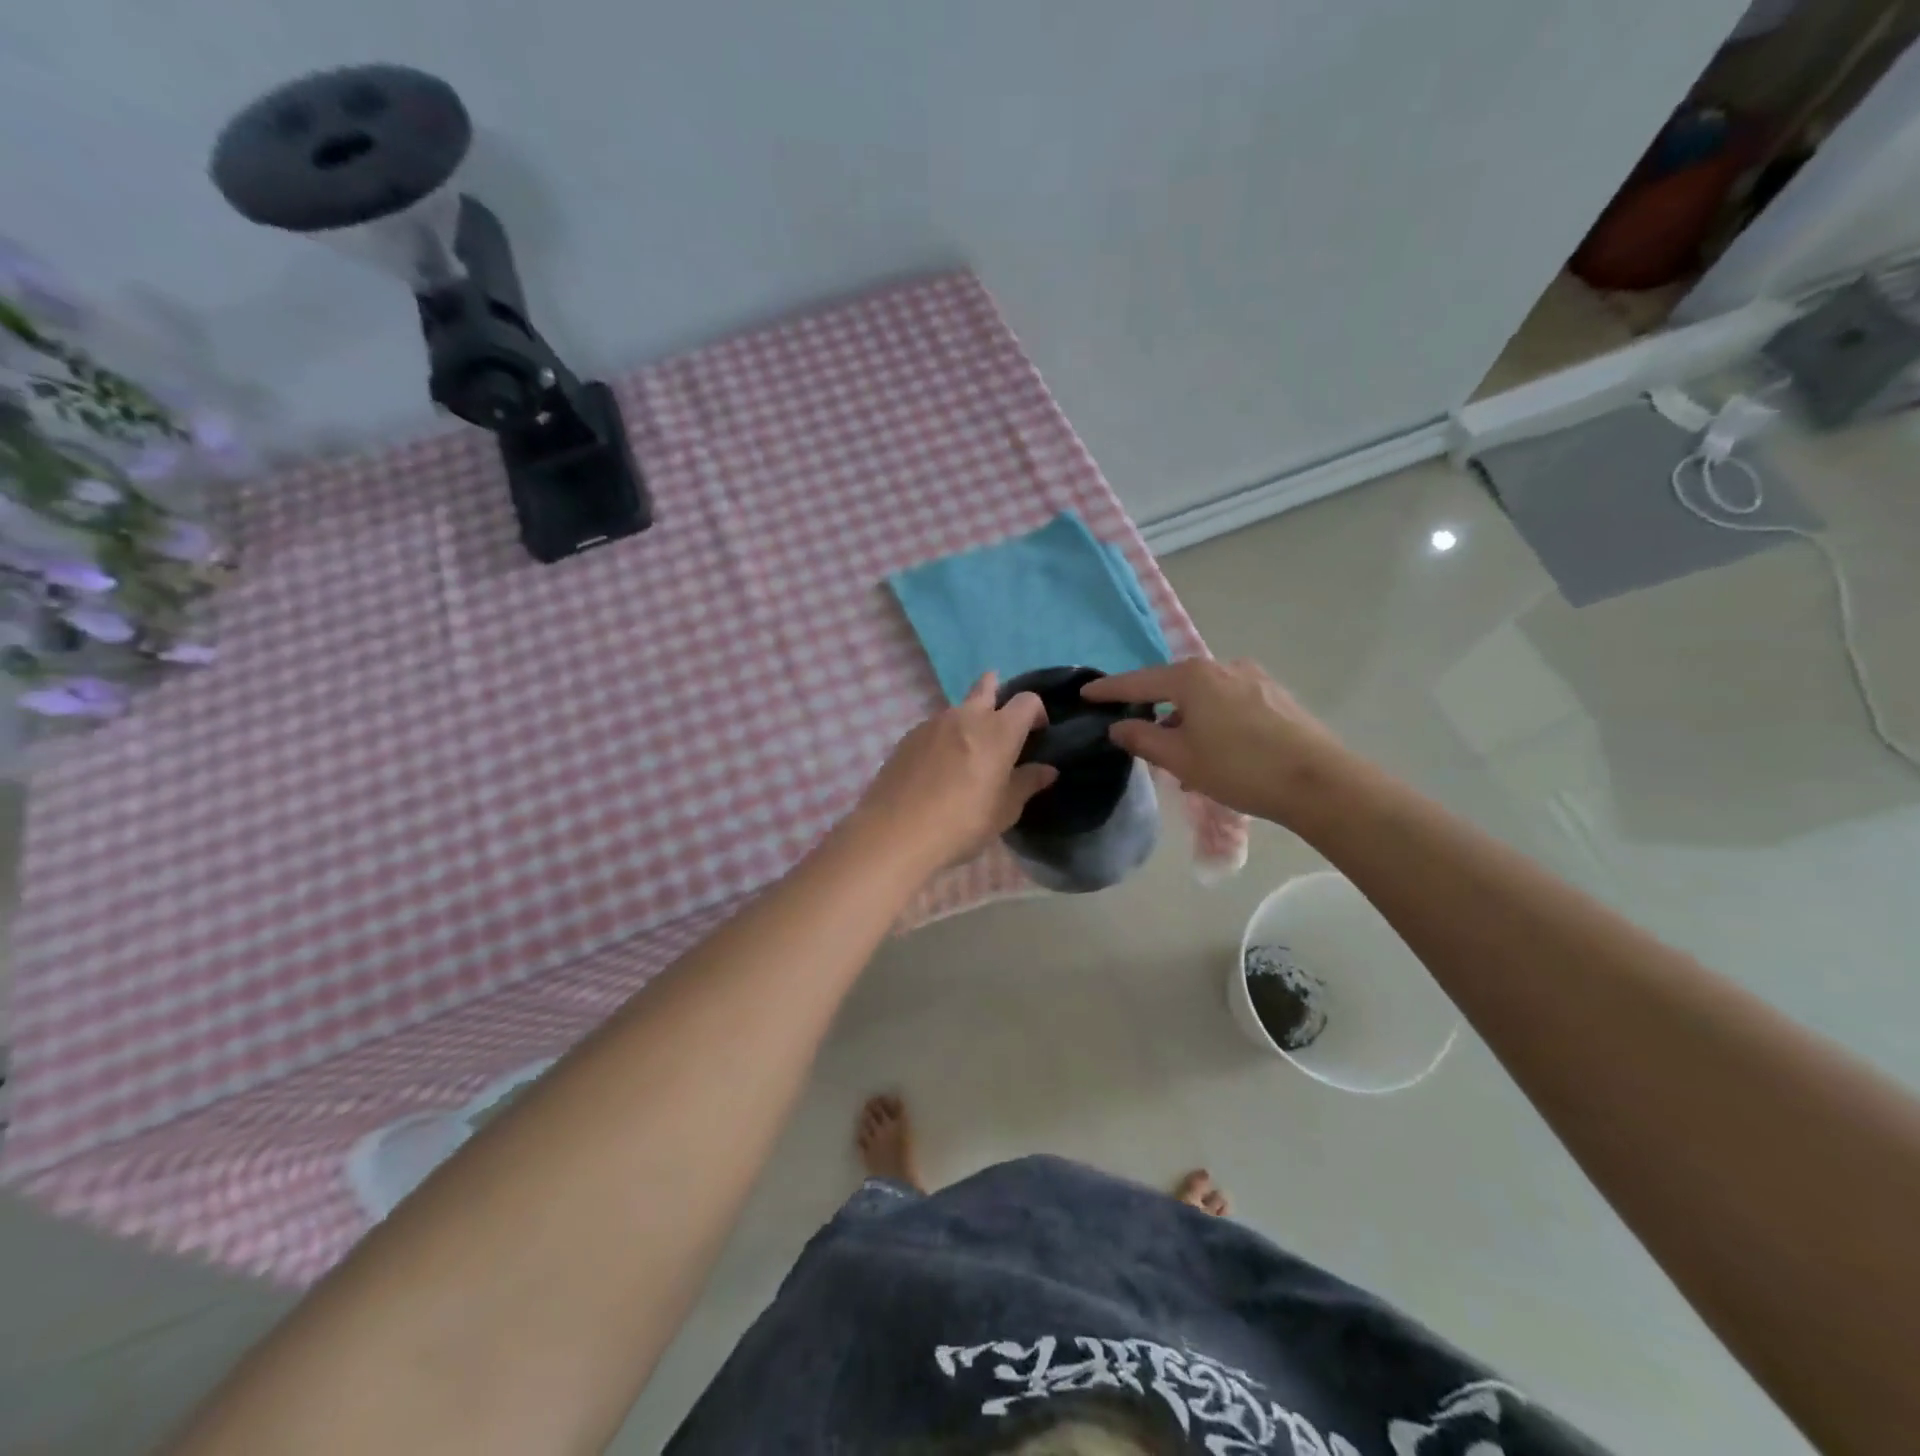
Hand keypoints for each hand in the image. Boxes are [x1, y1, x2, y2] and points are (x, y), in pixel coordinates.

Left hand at [853, 673, 1057, 872]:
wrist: (895, 833)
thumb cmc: (961, 824)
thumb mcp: (1004, 811)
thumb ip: (1026, 784)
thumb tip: (1047, 770)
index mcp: (998, 731)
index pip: (1027, 701)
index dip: (1037, 712)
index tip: (1038, 734)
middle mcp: (966, 716)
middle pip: (985, 687)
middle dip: (997, 692)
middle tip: (1001, 722)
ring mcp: (932, 723)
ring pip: (958, 709)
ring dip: (969, 721)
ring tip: (967, 755)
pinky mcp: (908, 737)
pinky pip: (934, 728)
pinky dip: (944, 738)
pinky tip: (938, 768)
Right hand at [1081, 658, 1350, 825]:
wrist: (1318, 782)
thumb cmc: (1239, 768)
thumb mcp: (1181, 759)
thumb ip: (1142, 739)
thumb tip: (1118, 727)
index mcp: (1193, 677)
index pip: (1139, 682)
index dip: (1110, 690)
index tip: (1086, 693)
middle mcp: (1222, 667)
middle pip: (1174, 685)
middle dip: (1155, 707)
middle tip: (1140, 733)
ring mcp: (1254, 678)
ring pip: (1205, 696)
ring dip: (1187, 718)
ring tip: (1183, 751)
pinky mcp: (1276, 695)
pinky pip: (1230, 702)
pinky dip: (1213, 719)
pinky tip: (1218, 748)